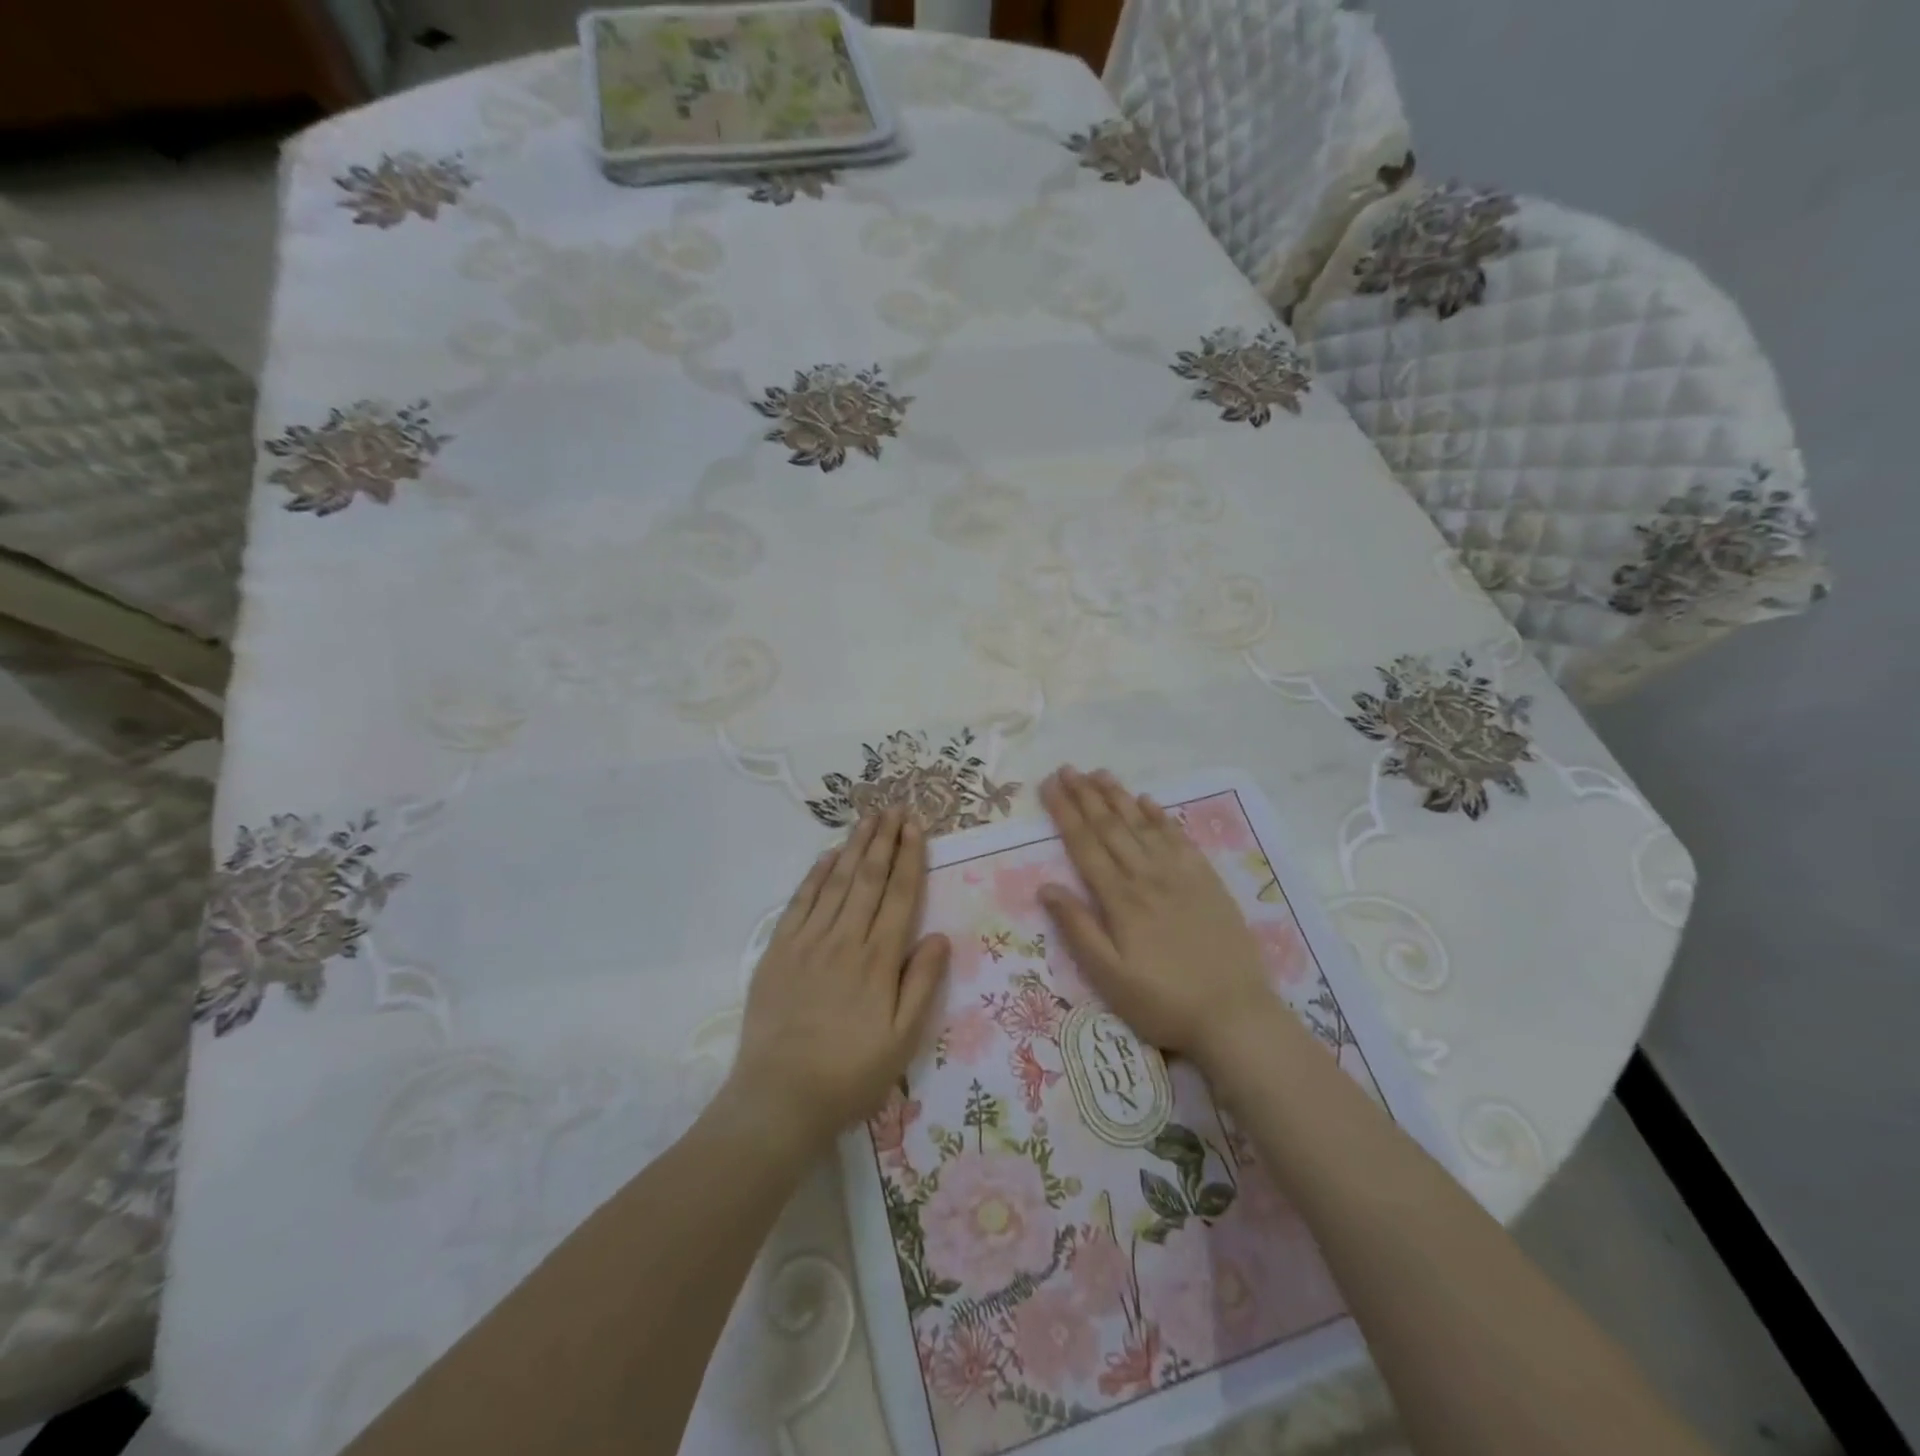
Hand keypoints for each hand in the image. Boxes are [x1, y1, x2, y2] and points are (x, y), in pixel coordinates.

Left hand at [726, 808, 950, 1151]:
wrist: (779, 1097)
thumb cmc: (850, 1074)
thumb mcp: (902, 1040)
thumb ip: (922, 984)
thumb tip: (939, 936)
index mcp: (878, 959)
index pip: (899, 895)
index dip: (909, 857)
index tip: (915, 826)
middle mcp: (845, 939)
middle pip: (868, 878)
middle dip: (884, 839)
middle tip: (894, 807)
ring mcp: (808, 941)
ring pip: (836, 882)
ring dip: (854, 847)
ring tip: (867, 818)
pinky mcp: (778, 950)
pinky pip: (800, 902)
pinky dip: (815, 875)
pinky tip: (827, 856)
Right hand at [1037, 767, 1274, 1067]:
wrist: (1235, 1014)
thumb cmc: (1164, 1002)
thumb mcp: (1110, 976)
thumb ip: (1078, 928)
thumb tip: (1046, 886)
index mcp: (1120, 899)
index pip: (1085, 845)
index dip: (1064, 812)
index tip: (1048, 786)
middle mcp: (1147, 876)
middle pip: (1111, 826)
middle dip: (1085, 795)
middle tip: (1066, 769)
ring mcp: (1181, 875)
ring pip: (1143, 824)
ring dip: (1118, 796)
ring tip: (1098, 773)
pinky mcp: (1207, 880)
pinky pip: (1179, 838)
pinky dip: (1160, 815)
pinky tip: (1148, 800)